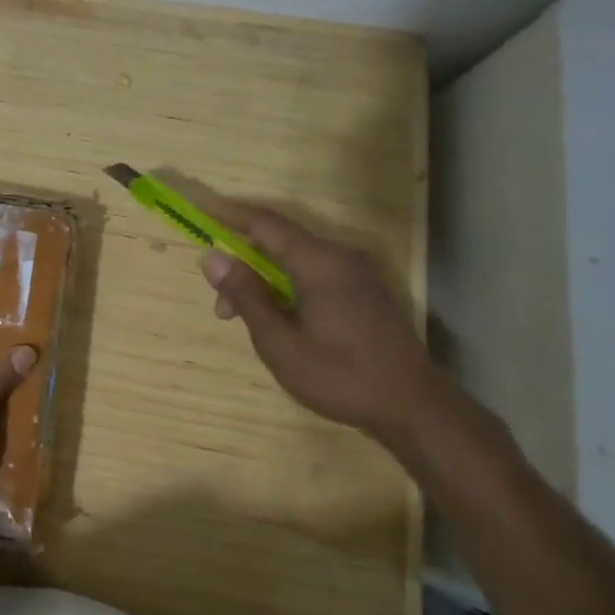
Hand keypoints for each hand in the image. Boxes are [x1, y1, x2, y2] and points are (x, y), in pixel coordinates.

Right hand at [197, 197, 460, 457]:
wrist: (414, 408)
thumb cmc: (340, 376)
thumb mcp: (279, 341)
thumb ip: (245, 295)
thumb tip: (212, 257)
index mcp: (318, 262)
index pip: (264, 223)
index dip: (229, 214)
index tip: (200, 207)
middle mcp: (339, 257)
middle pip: (279, 242)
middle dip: (242, 263)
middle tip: (220, 307)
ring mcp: (356, 273)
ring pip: (295, 260)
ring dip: (263, 280)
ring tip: (243, 320)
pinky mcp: (364, 292)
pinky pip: (314, 273)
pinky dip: (286, 286)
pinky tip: (277, 318)